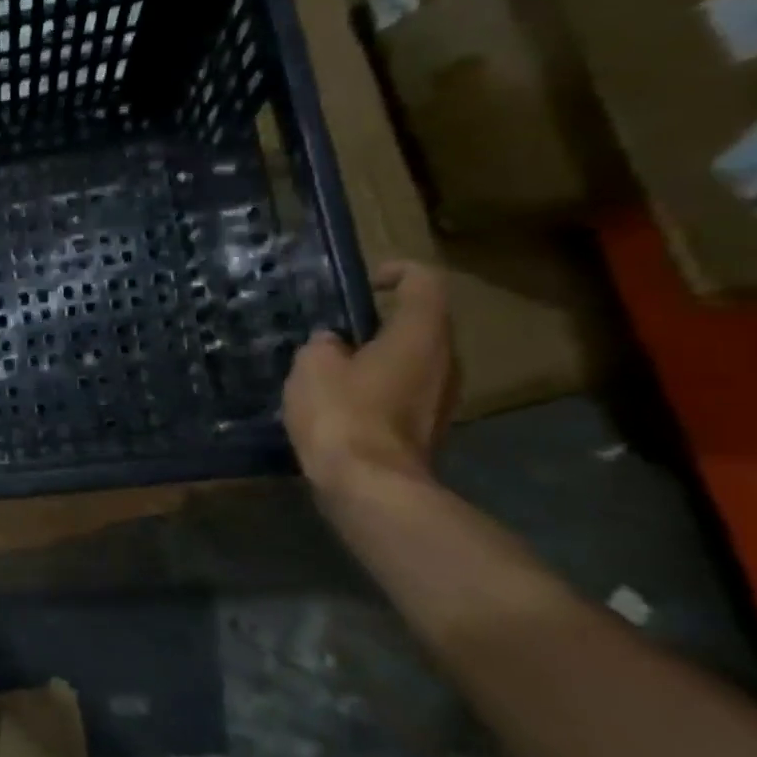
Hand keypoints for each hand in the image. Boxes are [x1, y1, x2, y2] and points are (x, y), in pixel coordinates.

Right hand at [282, 261, 457, 492]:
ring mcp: (442, 398)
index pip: (424, 283)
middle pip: (423, 325)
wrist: (370, 485)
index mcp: (420, 335)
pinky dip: (380, 388)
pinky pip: (406, 392)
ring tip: (335, 368)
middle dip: (383, 322)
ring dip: (380, 358)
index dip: (398, 272)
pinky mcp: (428, 428)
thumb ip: (323, 346)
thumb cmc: (342, 413)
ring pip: (415, 361)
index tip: (366, 282)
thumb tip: (333, 344)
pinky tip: (343, 403)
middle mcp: (445, 361)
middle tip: (339, 331)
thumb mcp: (312, 366)